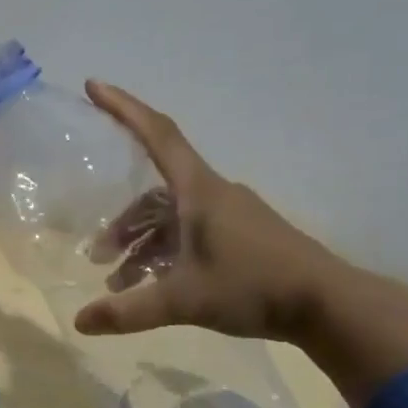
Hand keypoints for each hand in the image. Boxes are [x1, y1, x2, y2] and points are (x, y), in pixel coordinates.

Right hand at [72, 81, 407, 407]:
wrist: (329, 306)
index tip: (94, 86)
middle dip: (123, 221)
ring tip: (118, 282)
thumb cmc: (254, 288)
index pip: (157, 135)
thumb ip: (128, 311)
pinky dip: (164, 253)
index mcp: (199, 191)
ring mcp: (229, 215)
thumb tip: (79, 322)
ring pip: (170, 218)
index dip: (124, 108)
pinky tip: (152, 286)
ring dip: (142, 244)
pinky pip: (189, 233)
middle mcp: (212, 194)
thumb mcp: (184, 301)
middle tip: (97, 252)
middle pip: (154, 192)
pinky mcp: (240, 237)